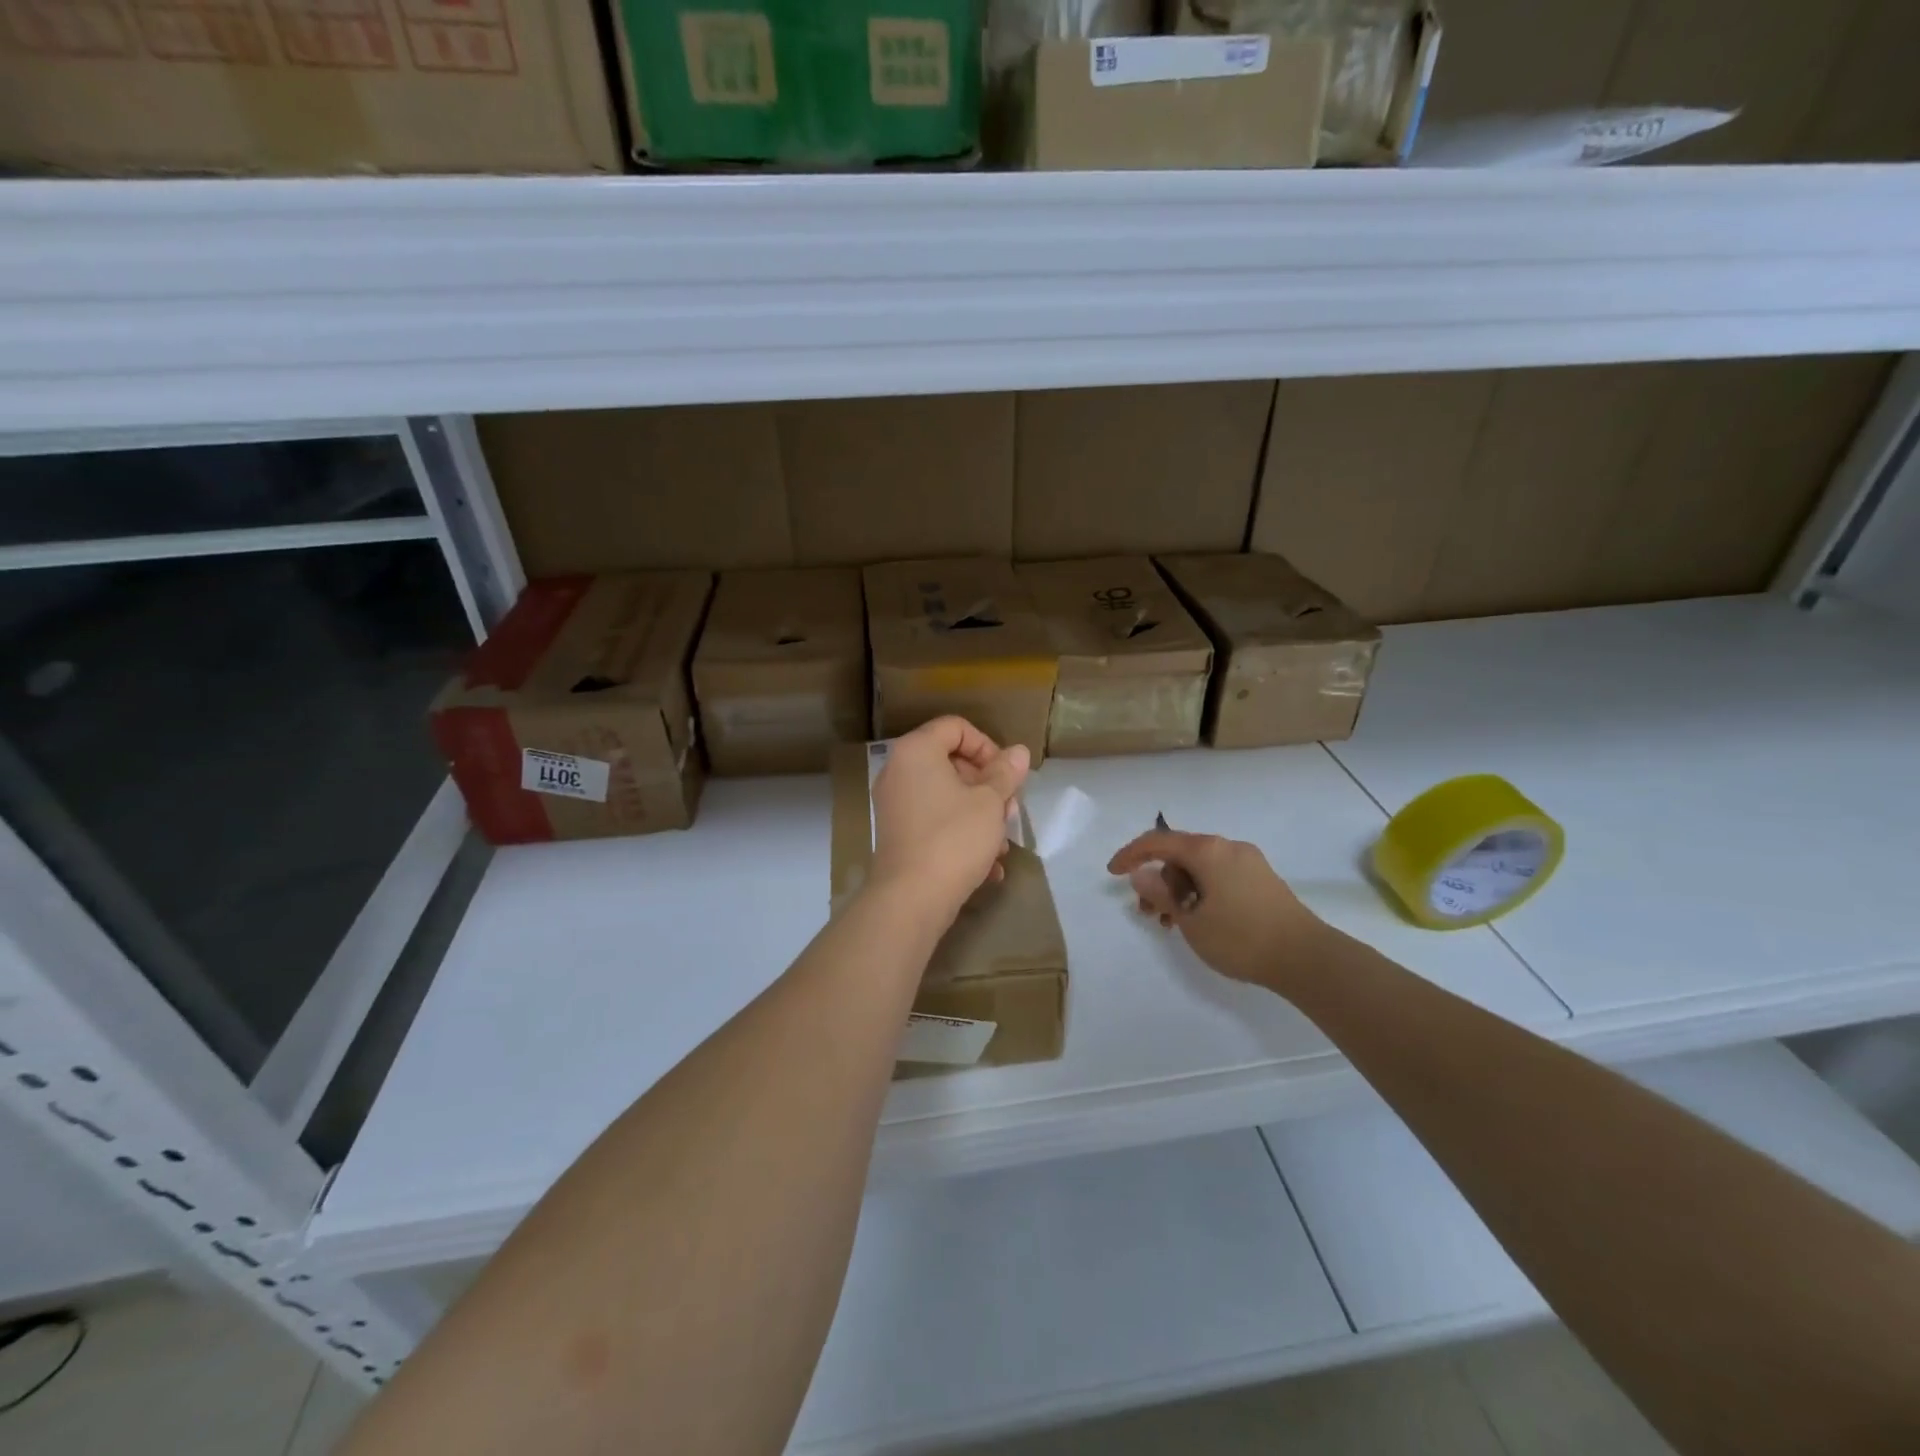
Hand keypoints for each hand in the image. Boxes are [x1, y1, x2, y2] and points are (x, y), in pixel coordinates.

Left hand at [869, 717, 1031, 924]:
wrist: (911, 899)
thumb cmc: (954, 838)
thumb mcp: (990, 802)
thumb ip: (1005, 772)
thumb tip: (1018, 752)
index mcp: (916, 751)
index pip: (956, 727)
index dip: (987, 746)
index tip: (1006, 775)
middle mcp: (899, 771)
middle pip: (952, 762)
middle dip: (988, 786)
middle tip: (1009, 811)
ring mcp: (895, 804)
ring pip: (947, 796)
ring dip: (980, 815)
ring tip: (1002, 845)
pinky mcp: (898, 834)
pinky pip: (935, 821)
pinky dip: (960, 834)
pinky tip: (988, 866)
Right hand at [1107, 829, 1322, 987]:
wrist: (1307, 958)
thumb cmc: (1241, 938)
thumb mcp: (1191, 920)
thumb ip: (1161, 894)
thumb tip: (1139, 873)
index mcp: (1208, 851)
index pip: (1158, 842)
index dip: (1131, 854)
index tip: (1113, 873)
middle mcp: (1228, 847)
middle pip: (1180, 855)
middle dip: (1158, 880)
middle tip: (1148, 912)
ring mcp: (1249, 862)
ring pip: (1200, 868)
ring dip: (1179, 890)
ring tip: (1172, 924)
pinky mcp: (1262, 879)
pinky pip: (1219, 876)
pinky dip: (1201, 892)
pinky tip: (1199, 920)